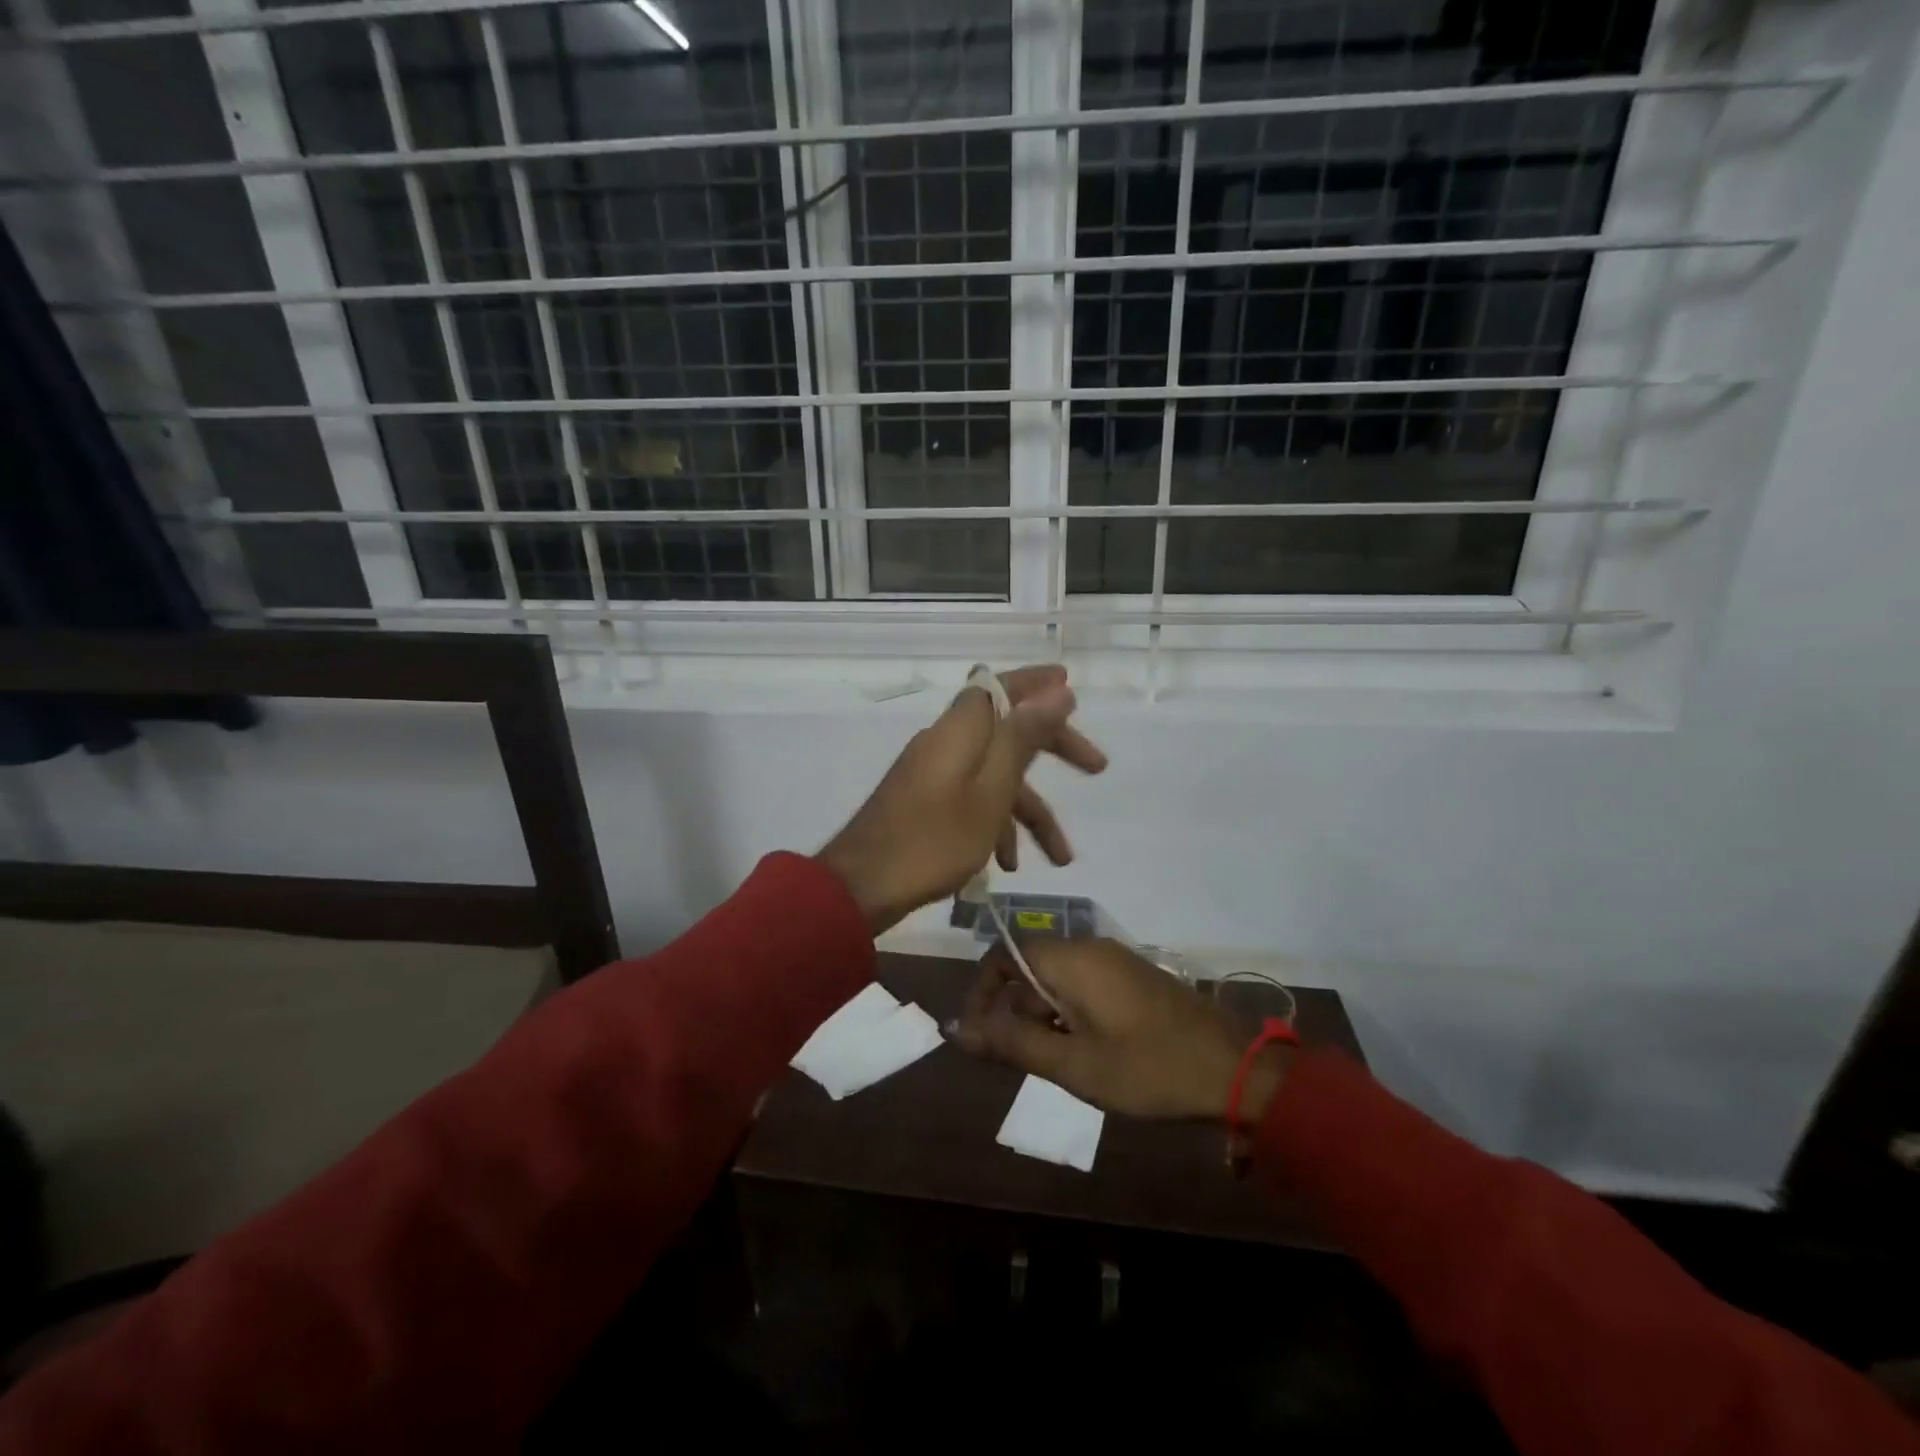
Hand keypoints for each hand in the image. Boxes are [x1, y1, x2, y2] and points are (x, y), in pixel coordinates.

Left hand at [816, 665, 1106, 934]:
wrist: (862, 886)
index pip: (1002, 686)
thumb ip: (1024, 737)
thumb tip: (1057, 690)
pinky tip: (1006, 865)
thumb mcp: (992, 790)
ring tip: (1060, 858)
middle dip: (1053, 750)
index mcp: (960, 729)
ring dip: (1028, 811)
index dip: (1037, 682)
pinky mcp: (923, 802)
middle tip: (1097, 768)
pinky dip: (995, 825)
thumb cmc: (934, 839)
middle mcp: (946, 742)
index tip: (1071, 684)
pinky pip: (971, 800)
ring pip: (994, 776)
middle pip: (1007, 731)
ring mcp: (932, 773)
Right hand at [950, 938, 1288, 1123]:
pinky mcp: (1133, 978)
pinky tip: (1085, 1053)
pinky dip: (1069, 1014)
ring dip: (1042, 1016)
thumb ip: (1012, 1043)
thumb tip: (956, 1029)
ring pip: (1056, 979)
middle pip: (1029, 967)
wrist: (1234, 1070)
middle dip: (1014, 1010)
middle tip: (1021, 1061)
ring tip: (1056, 1064)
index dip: (983, 992)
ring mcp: (1115, 961)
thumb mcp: (1074, 1064)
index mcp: (1071, 959)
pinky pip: (1084, 986)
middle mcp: (1089, 948)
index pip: (1004, 955)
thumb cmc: (1148, 1068)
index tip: (979, 1036)